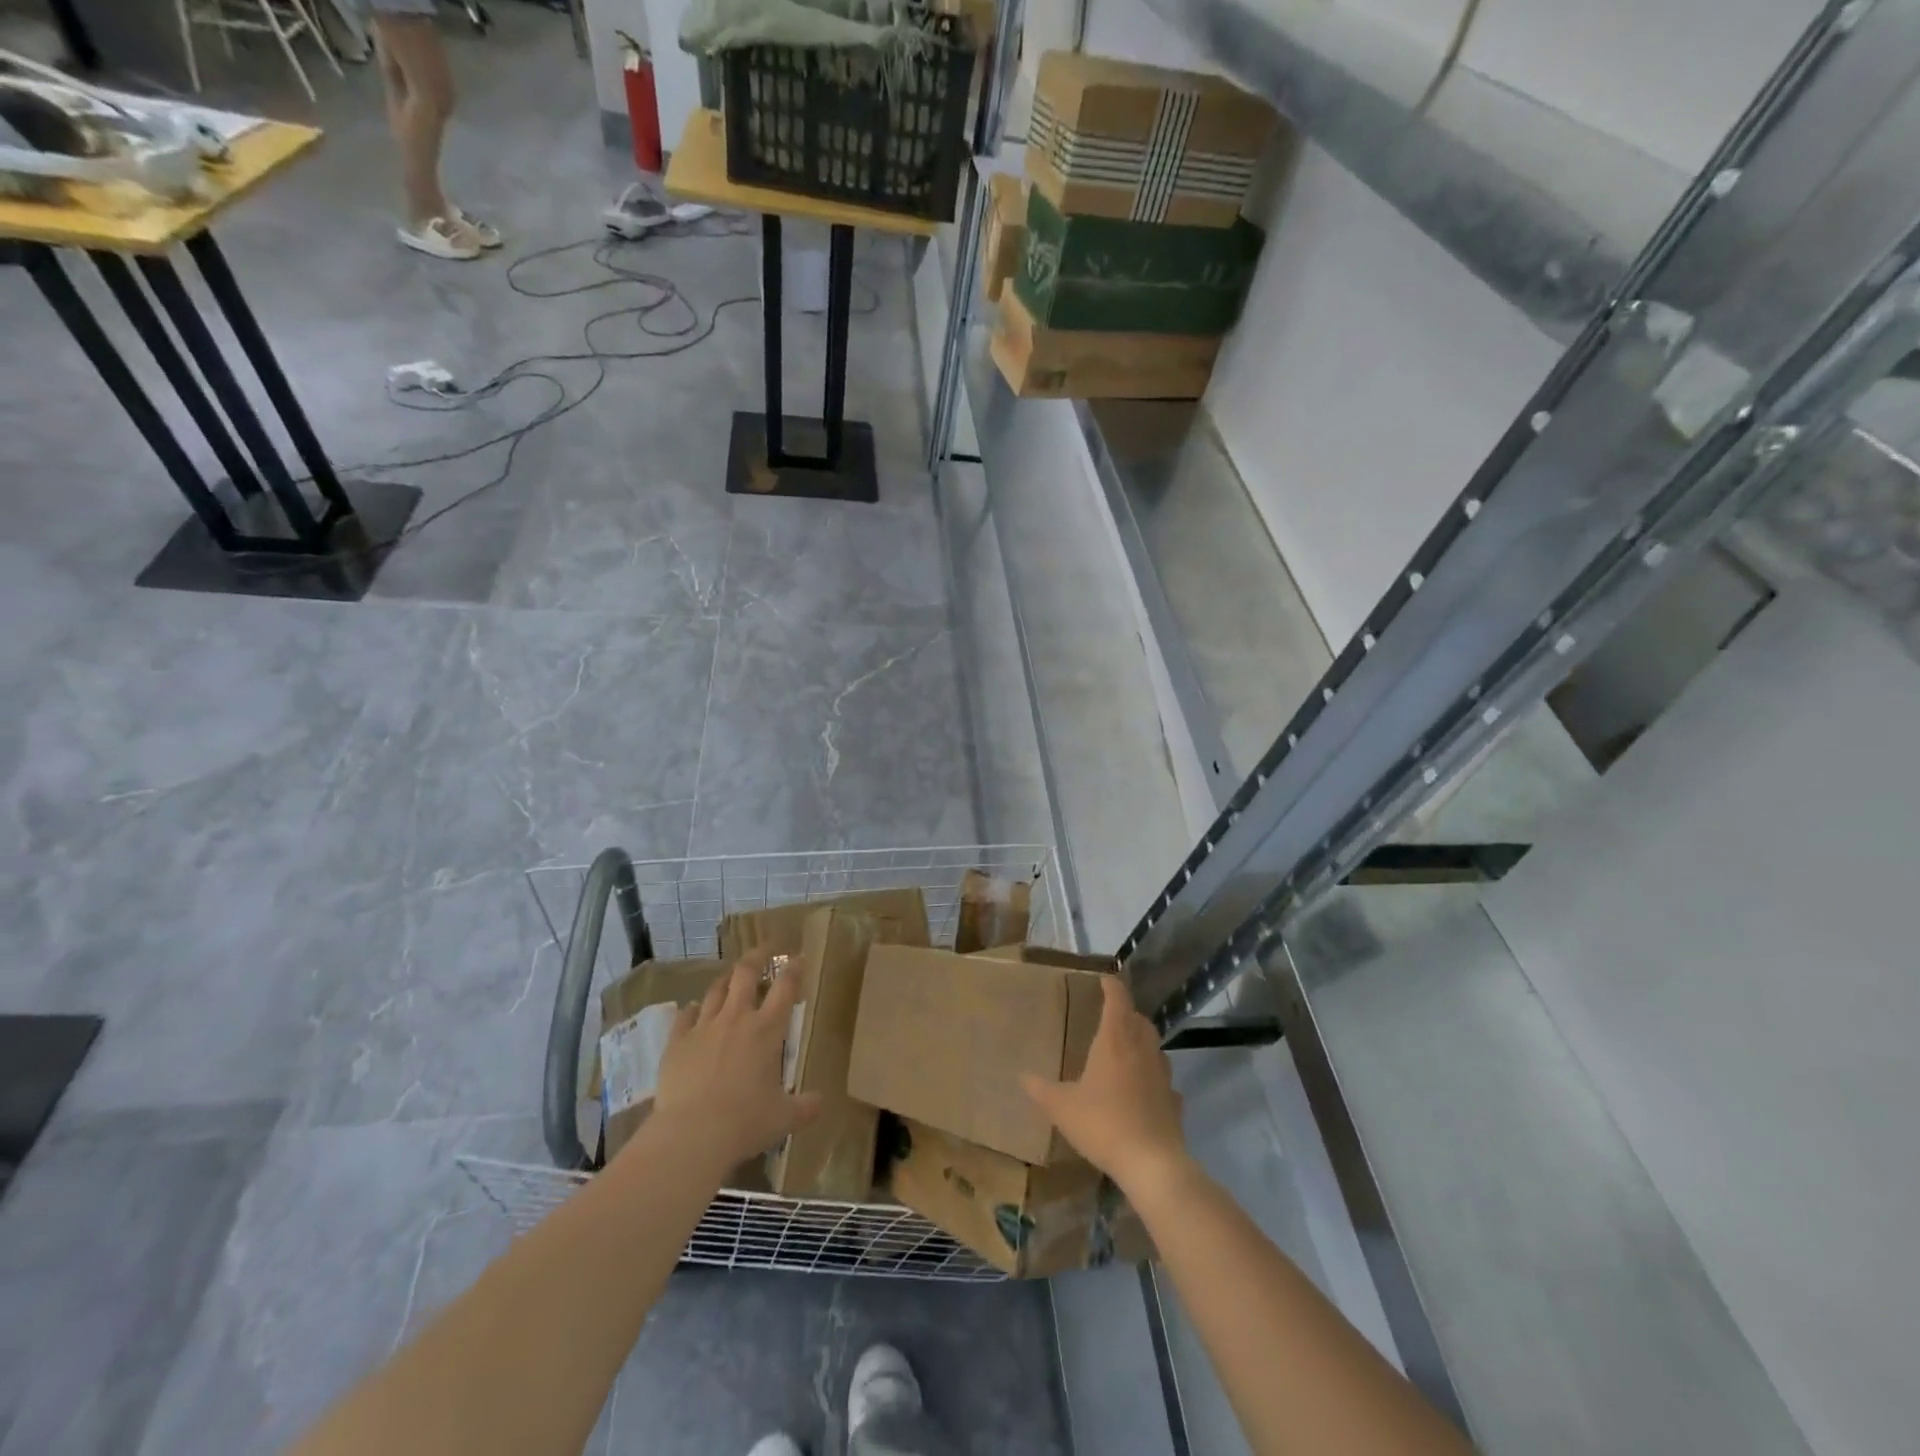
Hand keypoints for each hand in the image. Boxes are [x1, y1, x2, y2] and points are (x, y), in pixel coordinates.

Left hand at [650, 952, 820, 1168]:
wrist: (693, 1134)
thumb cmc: (746, 1122)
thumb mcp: (784, 1118)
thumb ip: (805, 1106)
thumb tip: (822, 1102)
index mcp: (767, 1029)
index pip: (785, 987)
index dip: (793, 969)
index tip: (798, 958)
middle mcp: (737, 1018)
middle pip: (746, 973)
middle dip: (757, 956)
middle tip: (763, 949)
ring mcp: (704, 1027)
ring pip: (715, 990)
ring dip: (725, 980)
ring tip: (730, 977)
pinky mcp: (677, 1042)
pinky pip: (685, 1016)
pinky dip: (692, 1010)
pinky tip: (693, 1010)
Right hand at [1022, 976, 1189, 1197]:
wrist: (1152, 1164)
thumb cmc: (1103, 1124)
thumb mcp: (1062, 1107)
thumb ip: (1041, 1090)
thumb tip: (1022, 1076)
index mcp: (1115, 1040)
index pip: (1117, 999)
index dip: (1111, 986)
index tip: (1103, 980)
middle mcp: (1142, 1049)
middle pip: (1139, 1019)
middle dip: (1126, 1013)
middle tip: (1109, 1018)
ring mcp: (1163, 1074)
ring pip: (1154, 1046)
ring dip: (1141, 1042)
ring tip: (1124, 1053)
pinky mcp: (1174, 1100)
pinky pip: (1163, 1080)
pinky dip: (1153, 1078)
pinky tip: (1143, 1092)